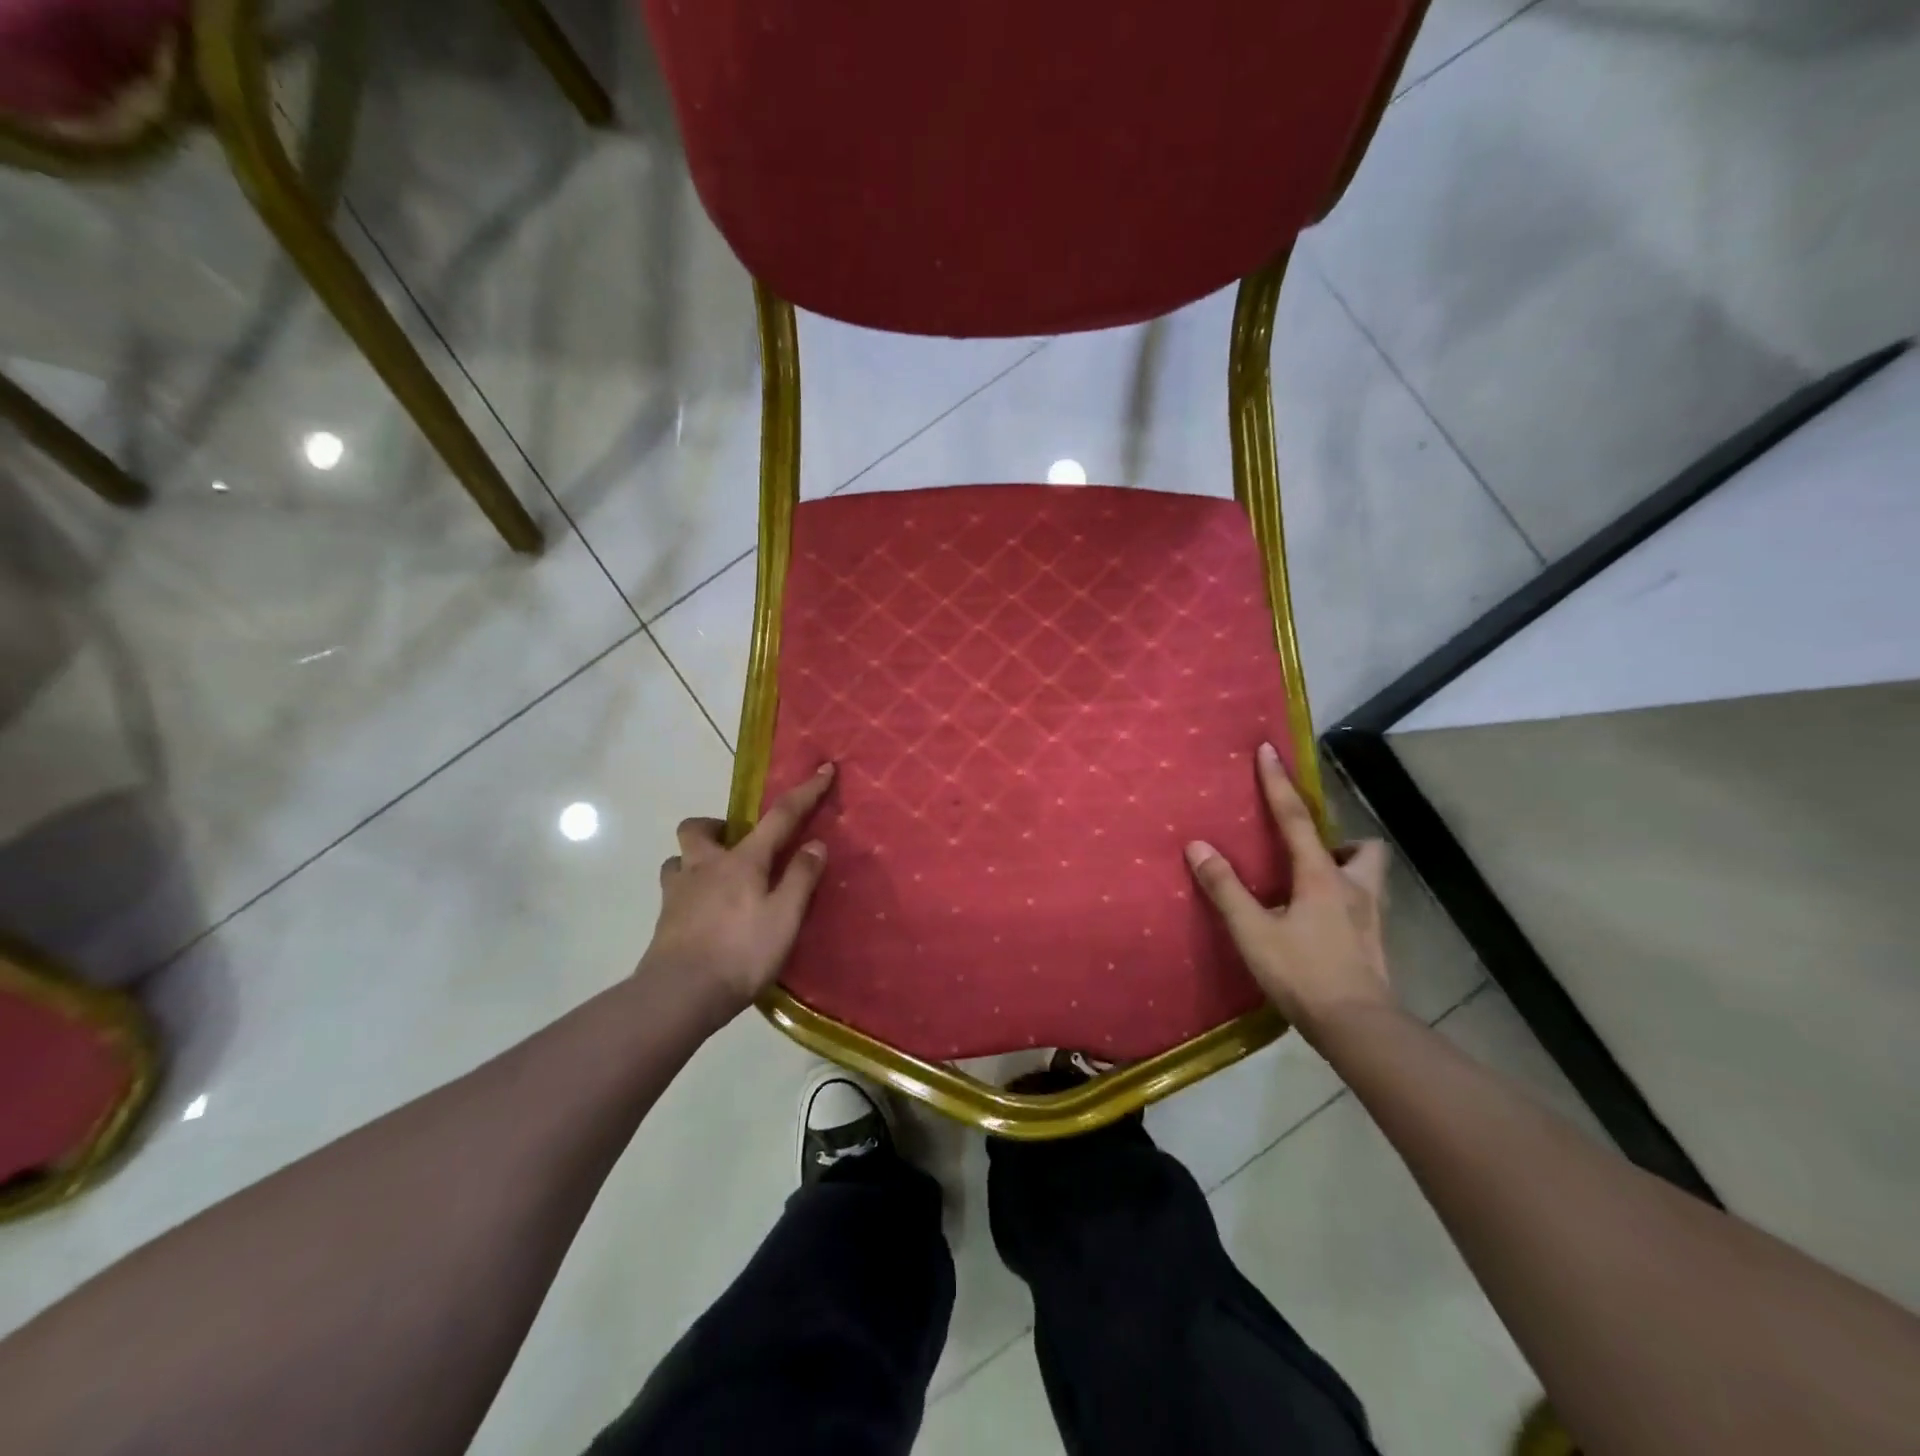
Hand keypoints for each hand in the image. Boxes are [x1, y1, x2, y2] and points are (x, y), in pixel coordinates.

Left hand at [642, 764, 835, 1020]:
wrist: (679, 995)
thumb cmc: (741, 953)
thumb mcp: (785, 917)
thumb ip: (801, 878)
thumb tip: (814, 844)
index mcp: (742, 861)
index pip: (780, 817)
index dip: (805, 792)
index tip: (823, 769)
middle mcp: (705, 866)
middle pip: (698, 827)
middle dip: (717, 826)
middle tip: (737, 843)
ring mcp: (678, 892)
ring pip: (678, 858)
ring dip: (695, 859)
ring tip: (716, 879)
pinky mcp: (664, 920)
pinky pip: (673, 890)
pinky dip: (688, 891)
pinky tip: (702, 913)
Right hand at [1184, 743, 1393, 1043]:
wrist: (1358, 1028)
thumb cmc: (1303, 974)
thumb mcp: (1253, 932)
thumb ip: (1225, 889)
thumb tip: (1198, 846)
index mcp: (1322, 878)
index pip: (1296, 820)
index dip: (1279, 784)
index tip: (1269, 750)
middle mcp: (1354, 889)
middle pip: (1363, 848)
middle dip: (1341, 841)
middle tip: (1311, 852)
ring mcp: (1371, 918)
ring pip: (1369, 878)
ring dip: (1347, 870)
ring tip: (1312, 887)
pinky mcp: (1374, 945)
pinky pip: (1362, 907)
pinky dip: (1343, 903)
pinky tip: (1320, 926)